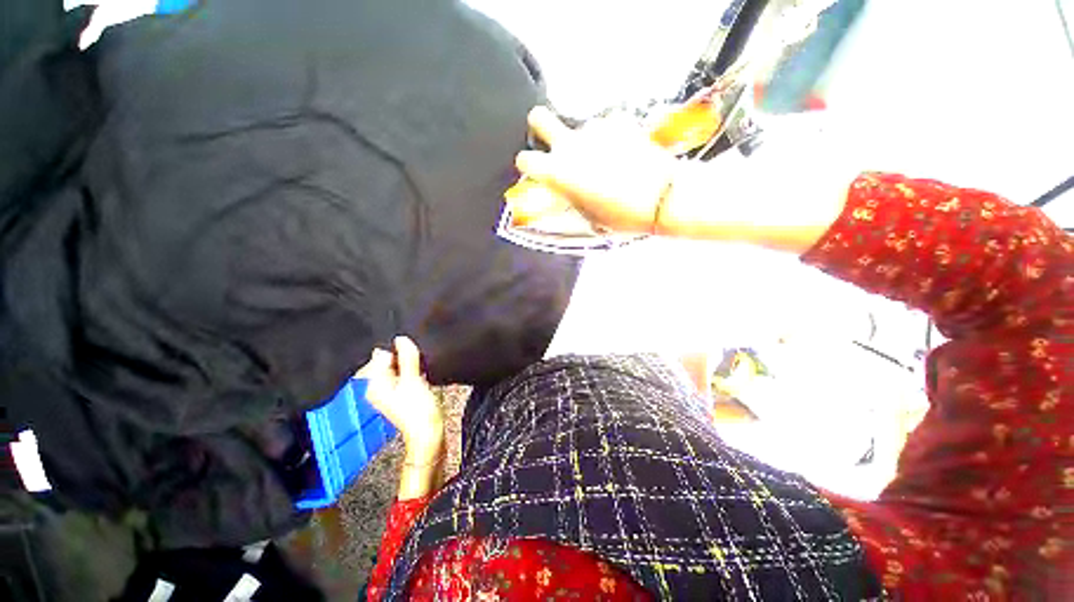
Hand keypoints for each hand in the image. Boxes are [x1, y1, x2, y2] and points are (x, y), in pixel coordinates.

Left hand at [356, 337, 443, 464]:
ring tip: (420, 373)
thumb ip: (407, 357)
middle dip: (403, 358)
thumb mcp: (413, 379)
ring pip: (398, 368)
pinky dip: (413, 373)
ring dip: (410, 366)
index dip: (397, 351)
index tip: (411, 356)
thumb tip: (401, 339)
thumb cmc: (418, 411)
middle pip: (388, 362)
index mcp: (373, 384)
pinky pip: (405, 375)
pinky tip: (422, 377)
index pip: (381, 356)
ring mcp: (389, 391)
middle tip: (417, 366)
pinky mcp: (401, 394)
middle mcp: (377, 387)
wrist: (428, 432)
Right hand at [515, 106, 679, 233]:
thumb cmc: (619, 215)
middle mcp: (569, 145)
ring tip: (606, 160)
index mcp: (557, 171)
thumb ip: (568, 197)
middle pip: (538, 117)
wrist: (659, 197)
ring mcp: (594, 130)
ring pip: (579, 128)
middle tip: (553, 140)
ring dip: (585, 140)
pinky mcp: (618, 122)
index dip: (528, 165)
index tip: (536, 171)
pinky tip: (624, 152)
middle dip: (540, 126)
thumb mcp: (586, 215)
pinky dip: (610, 137)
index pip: (525, 159)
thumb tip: (562, 190)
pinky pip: (606, 126)